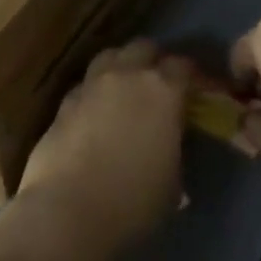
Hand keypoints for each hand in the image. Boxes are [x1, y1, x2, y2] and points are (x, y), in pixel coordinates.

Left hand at [9, 39, 191, 260]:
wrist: (67, 212)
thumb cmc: (132, 203)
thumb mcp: (172, 183)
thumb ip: (174, 150)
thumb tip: (169, 145)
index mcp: (162, 90)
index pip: (183, 65)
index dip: (191, 76)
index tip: (195, 90)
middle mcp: (127, 75)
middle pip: (144, 48)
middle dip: (154, 61)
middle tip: (159, 85)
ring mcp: (92, 84)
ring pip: (111, 56)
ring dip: (122, 66)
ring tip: (125, 90)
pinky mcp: (65, 101)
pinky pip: (85, 84)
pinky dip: (95, 92)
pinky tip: (94, 114)